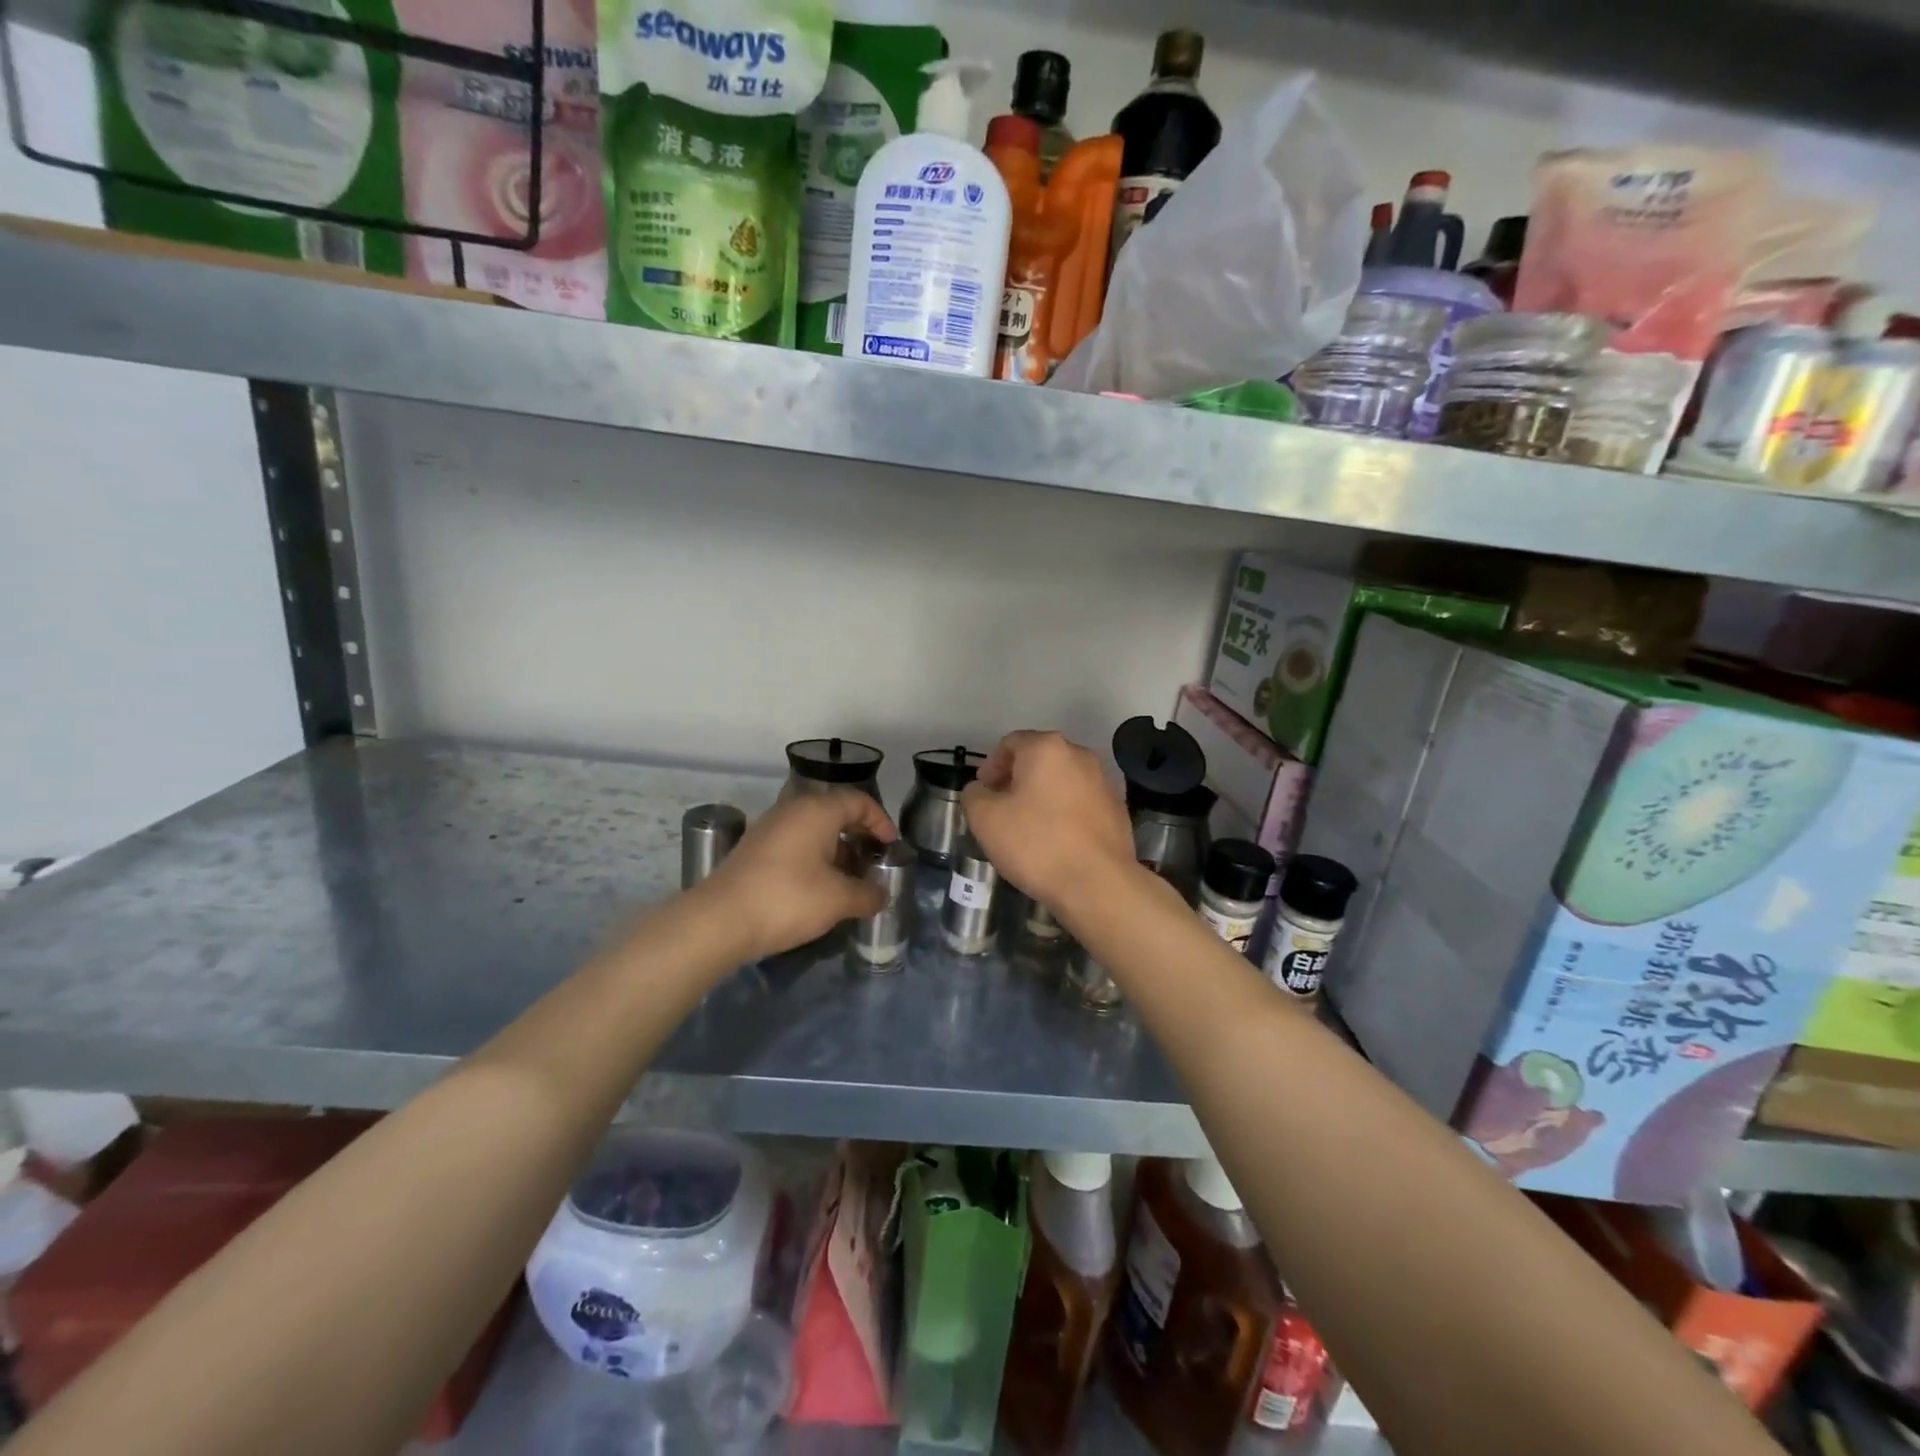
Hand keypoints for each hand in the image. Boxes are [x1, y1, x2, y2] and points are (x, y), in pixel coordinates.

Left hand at [694, 790, 895, 959]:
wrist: (719, 921)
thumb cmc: (788, 899)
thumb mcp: (838, 900)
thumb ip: (868, 894)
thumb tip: (881, 894)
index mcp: (817, 810)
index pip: (858, 801)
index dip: (880, 821)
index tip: (891, 846)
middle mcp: (793, 810)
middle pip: (835, 813)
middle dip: (859, 836)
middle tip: (874, 861)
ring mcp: (770, 829)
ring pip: (814, 830)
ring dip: (837, 850)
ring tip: (850, 880)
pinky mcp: (755, 850)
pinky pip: (796, 844)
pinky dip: (815, 858)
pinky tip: (820, 888)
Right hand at [960, 731, 1136, 915]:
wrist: (1098, 883)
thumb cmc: (1036, 844)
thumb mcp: (985, 820)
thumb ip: (974, 796)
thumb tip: (980, 790)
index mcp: (1047, 748)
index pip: (1010, 743)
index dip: (990, 765)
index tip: (982, 792)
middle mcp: (1079, 755)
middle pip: (1039, 759)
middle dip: (1016, 779)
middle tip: (1000, 808)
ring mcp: (1103, 781)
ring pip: (1061, 780)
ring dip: (1041, 795)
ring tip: (1027, 826)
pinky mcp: (1117, 809)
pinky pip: (1080, 801)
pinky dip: (1064, 811)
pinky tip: (1055, 840)